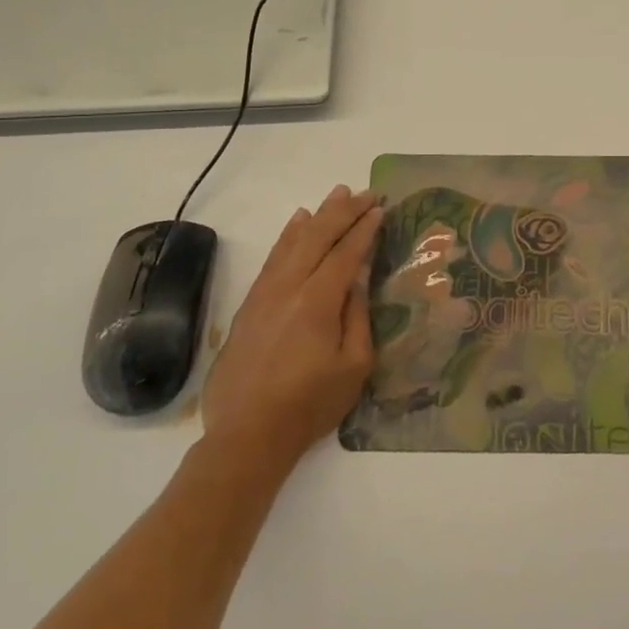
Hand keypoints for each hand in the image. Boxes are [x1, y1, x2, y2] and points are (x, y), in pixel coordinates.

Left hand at [200, 185, 382, 475]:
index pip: (346, 253)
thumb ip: (357, 316)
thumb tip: (359, 279)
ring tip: (336, 195)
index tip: (381, 208)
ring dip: (317, 216)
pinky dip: (287, 236)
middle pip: (318, 238)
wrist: (247, 435)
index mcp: (317, 302)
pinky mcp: (250, 305)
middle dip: (344, 212)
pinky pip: (272, 258)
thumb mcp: (353, 366)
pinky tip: (296, 223)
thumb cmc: (310, 404)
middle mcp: (288, 288)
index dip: (365, 229)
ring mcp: (264, 294)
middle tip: (365, 193)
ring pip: (293, 242)